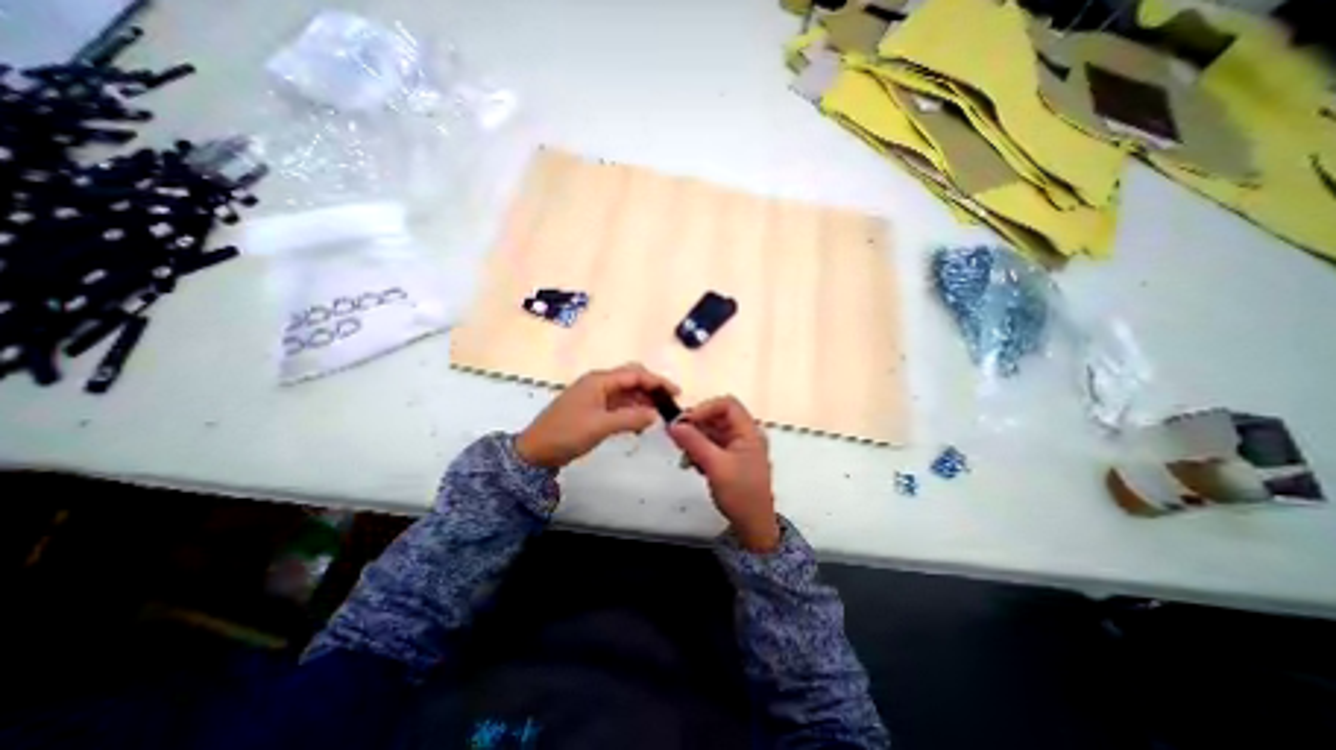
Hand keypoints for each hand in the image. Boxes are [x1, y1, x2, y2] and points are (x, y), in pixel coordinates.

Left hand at [513, 362, 677, 467]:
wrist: (534, 451)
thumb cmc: (566, 434)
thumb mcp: (601, 426)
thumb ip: (630, 418)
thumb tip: (655, 414)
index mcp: (599, 380)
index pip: (635, 374)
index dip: (657, 381)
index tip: (676, 393)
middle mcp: (599, 383)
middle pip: (631, 378)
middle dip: (651, 388)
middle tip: (668, 403)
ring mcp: (595, 395)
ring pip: (626, 392)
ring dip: (642, 401)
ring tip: (658, 416)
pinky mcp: (593, 408)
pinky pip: (618, 404)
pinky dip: (631, 411)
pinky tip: (640, 422)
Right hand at [667, 399, 783, 551]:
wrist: (753, 525)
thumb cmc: (740, 494)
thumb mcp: (715, 466)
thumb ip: (694, 442)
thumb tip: (673, 424)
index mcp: (749, 432)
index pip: (727, 405)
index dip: (705, 408)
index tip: (685, 421)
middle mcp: (745, 435)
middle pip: (717, 417)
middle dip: (696, 425)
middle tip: (677, 437)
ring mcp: (738, 447)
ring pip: (712, 431)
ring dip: (695, 440)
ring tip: (684, 455)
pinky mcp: (730, 459)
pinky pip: (712, 445)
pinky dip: (699, 450)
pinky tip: (691, 464)